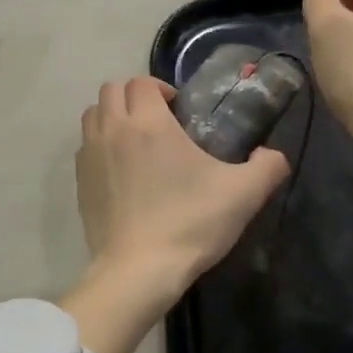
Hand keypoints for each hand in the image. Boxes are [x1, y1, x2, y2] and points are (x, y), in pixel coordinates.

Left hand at [75, 76, 288, 294]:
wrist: (139, 270)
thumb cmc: (191, 224)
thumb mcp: (244, 194)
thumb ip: (268, 166)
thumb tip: (272, 155)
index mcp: (149, 123)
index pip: (143, 82)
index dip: (161, 89)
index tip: (180, 110)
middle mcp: (113, 130)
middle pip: (112, 90)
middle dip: (134, 97)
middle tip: (159, 122)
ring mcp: (90, 157)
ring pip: (93, 115)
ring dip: (113, 117)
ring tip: (136, 141)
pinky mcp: (79, 184)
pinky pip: (85, 148)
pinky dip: (100, 146)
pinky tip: (121, 171)